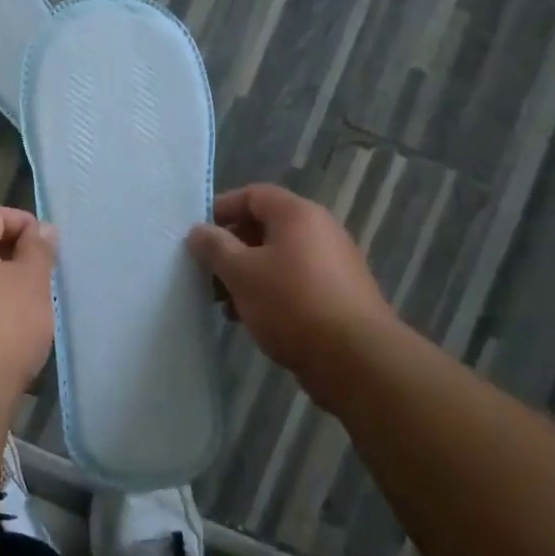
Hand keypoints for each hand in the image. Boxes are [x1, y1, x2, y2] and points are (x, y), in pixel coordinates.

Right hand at [187, 184, 395, 404]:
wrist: (357, 360)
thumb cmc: (291, 304)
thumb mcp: (241, 273)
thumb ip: (215, 247)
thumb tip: (198, 231)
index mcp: (298, 215)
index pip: (253, 194)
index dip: (222, 209)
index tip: (197, 235)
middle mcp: (320, 231)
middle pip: (265, 227)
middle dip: (231, 249)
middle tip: (207, 273)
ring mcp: (334, 264)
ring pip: (278, 258)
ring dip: (247, 275)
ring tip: (225, 304)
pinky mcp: (339, 295)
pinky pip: (295, 282)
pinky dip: (270, 292)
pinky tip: (252, 319)